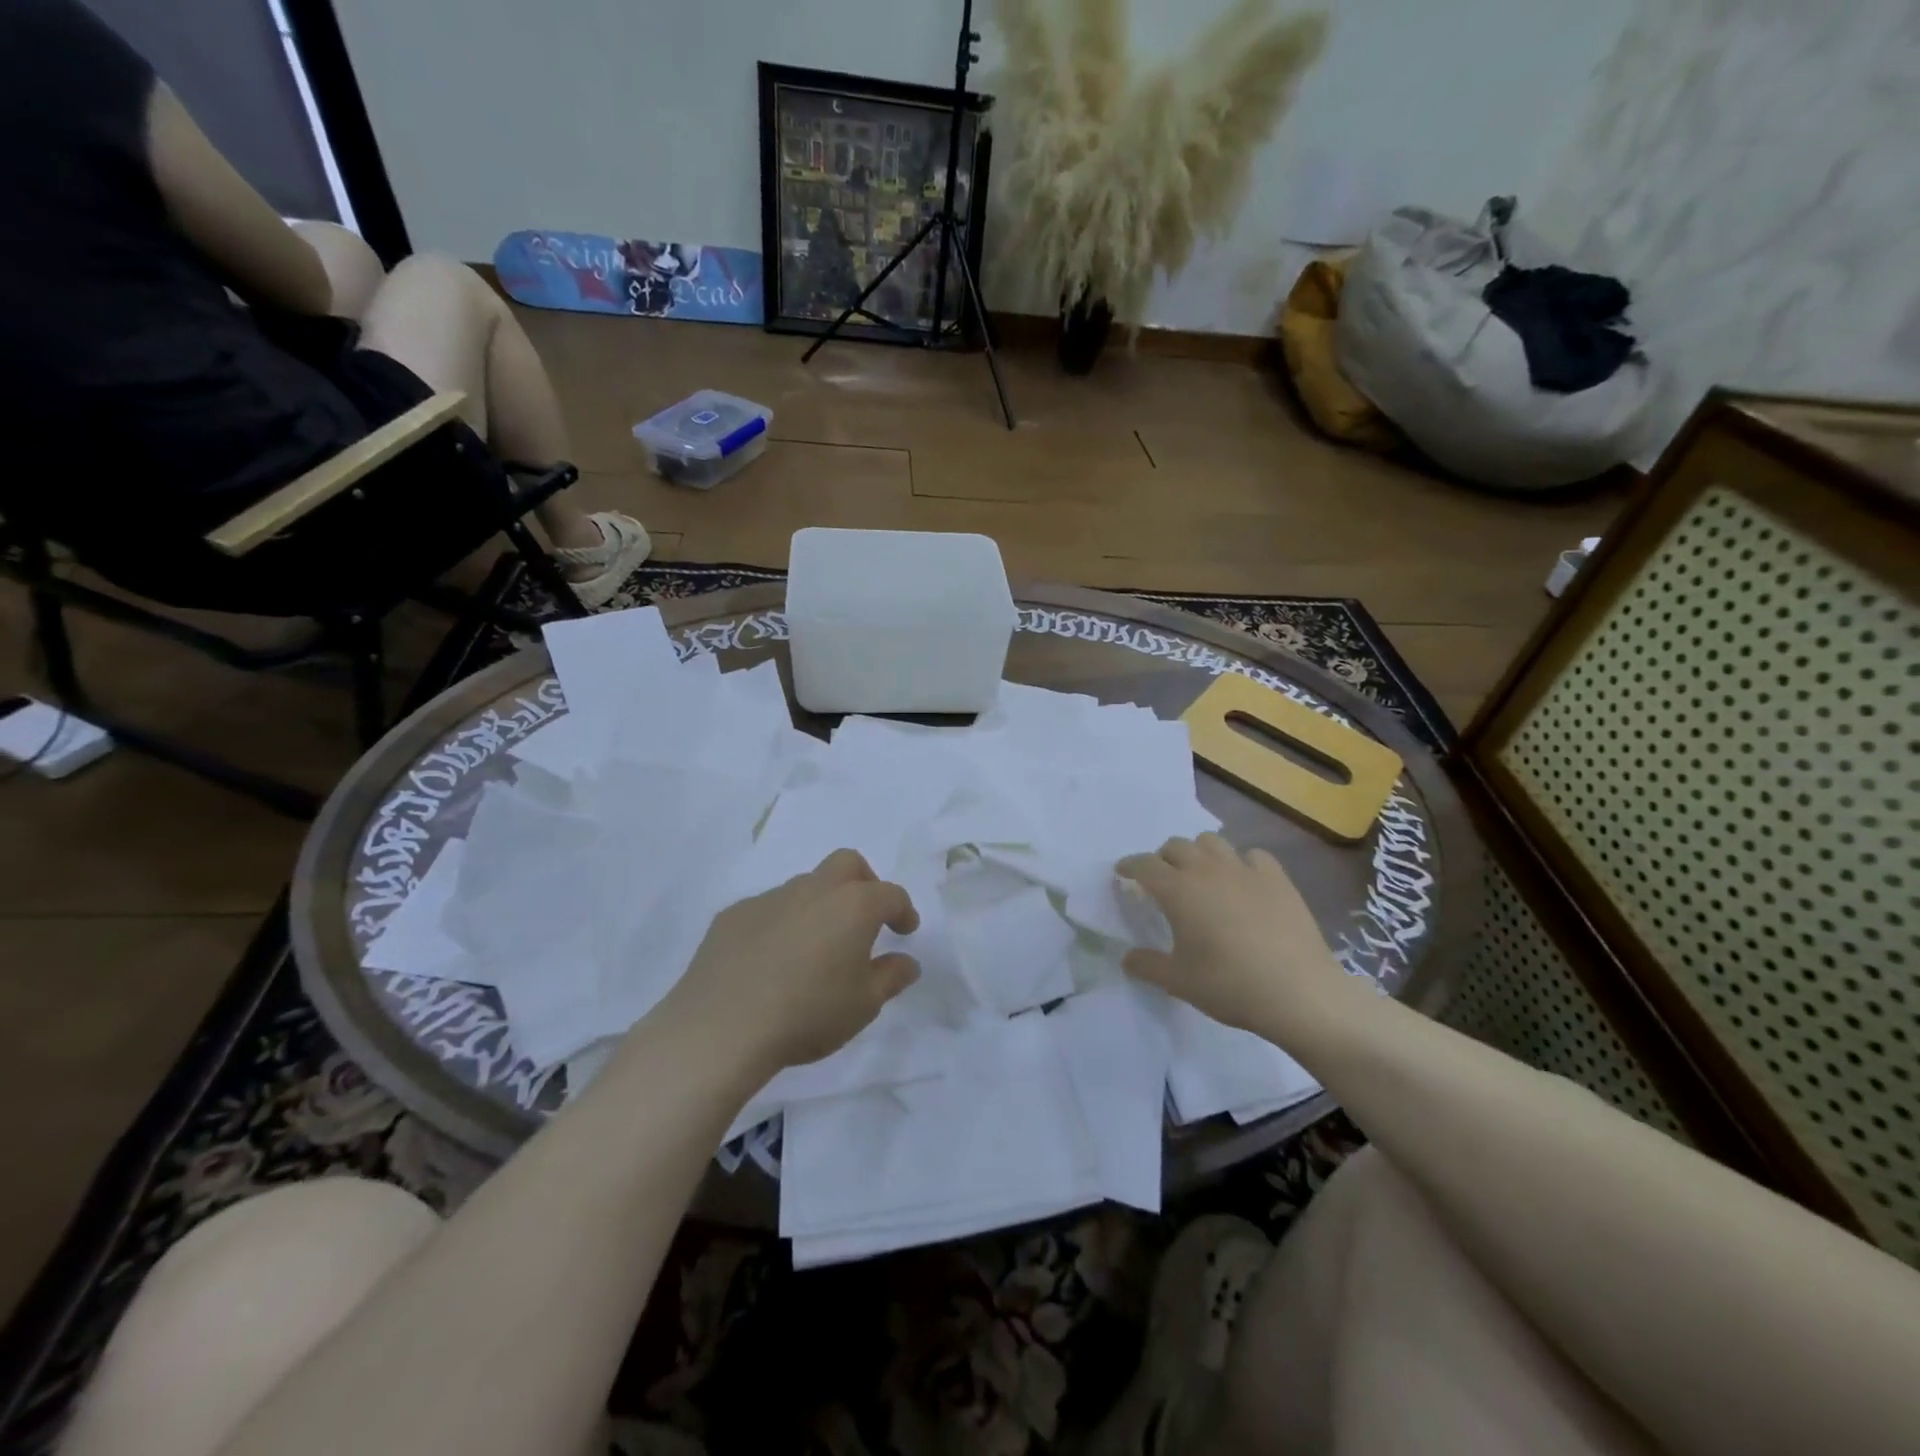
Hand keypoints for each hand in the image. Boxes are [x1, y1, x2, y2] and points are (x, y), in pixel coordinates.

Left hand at [655, 849, 921, 1077]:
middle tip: (865, 918)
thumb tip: (907, 961)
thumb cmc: (808, 1014)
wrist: (722, 1027)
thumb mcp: (864, 1005)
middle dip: (864, 883)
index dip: (903, 911)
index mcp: (853, 905)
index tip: (905, 931)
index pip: (890, 894)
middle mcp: (814, 889)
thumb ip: (891, 977)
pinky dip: (781, 923)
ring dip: (819, 905)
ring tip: (815, 948)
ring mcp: (770, 898)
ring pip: (806, 885)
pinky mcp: (733, 914)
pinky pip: (768, 909)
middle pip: (847, 864)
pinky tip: (772, 960)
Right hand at [1116, 833, 1346, 1033]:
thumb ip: (1147, 966)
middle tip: (1161, 880)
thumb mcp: (1179, 982)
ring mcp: (1245, 870)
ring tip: (1199, 875)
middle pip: (1176, 846)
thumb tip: (1127, 958)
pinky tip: (1243, 882)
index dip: (1129, 866)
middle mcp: (1207, 870)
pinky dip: (1240, 863)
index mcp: (1178, 890)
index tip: (1122, 872)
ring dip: (1197, 853)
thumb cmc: (1231, 986)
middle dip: (1162, 858)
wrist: (1300, 993)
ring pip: (1211, 842)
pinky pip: (1251, 855)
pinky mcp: (1277, 878)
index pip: (1144, 865)